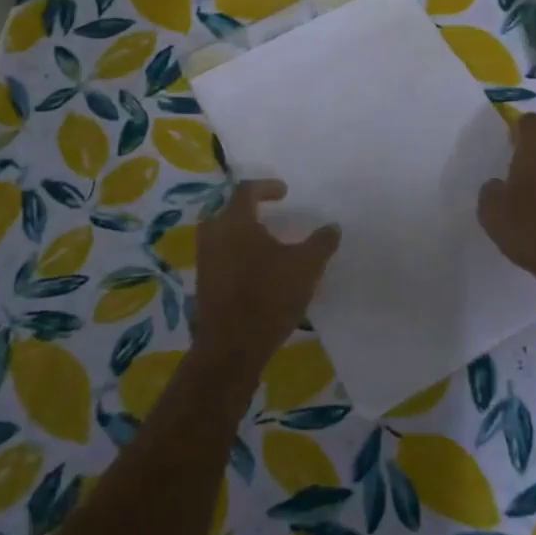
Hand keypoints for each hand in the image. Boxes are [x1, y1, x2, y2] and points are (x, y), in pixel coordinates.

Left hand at [195, 180, 340, 373]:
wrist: (231, 347)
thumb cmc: (269, 297)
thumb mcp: (306, 267)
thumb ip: (321, 242)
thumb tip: (332, 227)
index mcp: (235, 221)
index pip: (246, 190)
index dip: (266, 187)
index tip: (284, 192)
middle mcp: (213, 235)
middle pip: (229, 211)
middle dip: (250, 210)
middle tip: (271, 215)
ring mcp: (205, 260)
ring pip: (223, 236)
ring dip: (244, 235)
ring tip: (267, 245)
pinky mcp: (203, 284)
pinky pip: (221, 257)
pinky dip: (238, 255)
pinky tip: (256, 271)